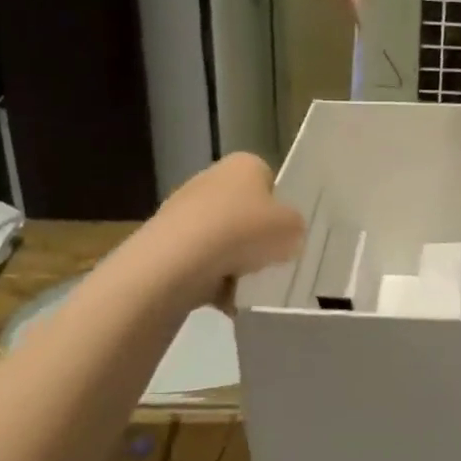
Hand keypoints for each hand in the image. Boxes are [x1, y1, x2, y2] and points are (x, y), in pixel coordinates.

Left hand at [149, 154, 304, 307]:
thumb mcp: (293, 228)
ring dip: (233, 260)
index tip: (285, 233)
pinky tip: (224, 296)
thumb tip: (286, 233)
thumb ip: (295, 227)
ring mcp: (184, 208)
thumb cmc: (244, 231)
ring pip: (221, 237)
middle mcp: (212, 178)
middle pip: (243, 210)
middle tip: (269, 259)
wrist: (180, 260)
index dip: (280, 208)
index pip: (269, 181)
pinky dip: (212, 277)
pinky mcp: (165, 240)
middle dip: (254, 236)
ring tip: (247, 284)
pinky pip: (199, 260)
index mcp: (244, 164)